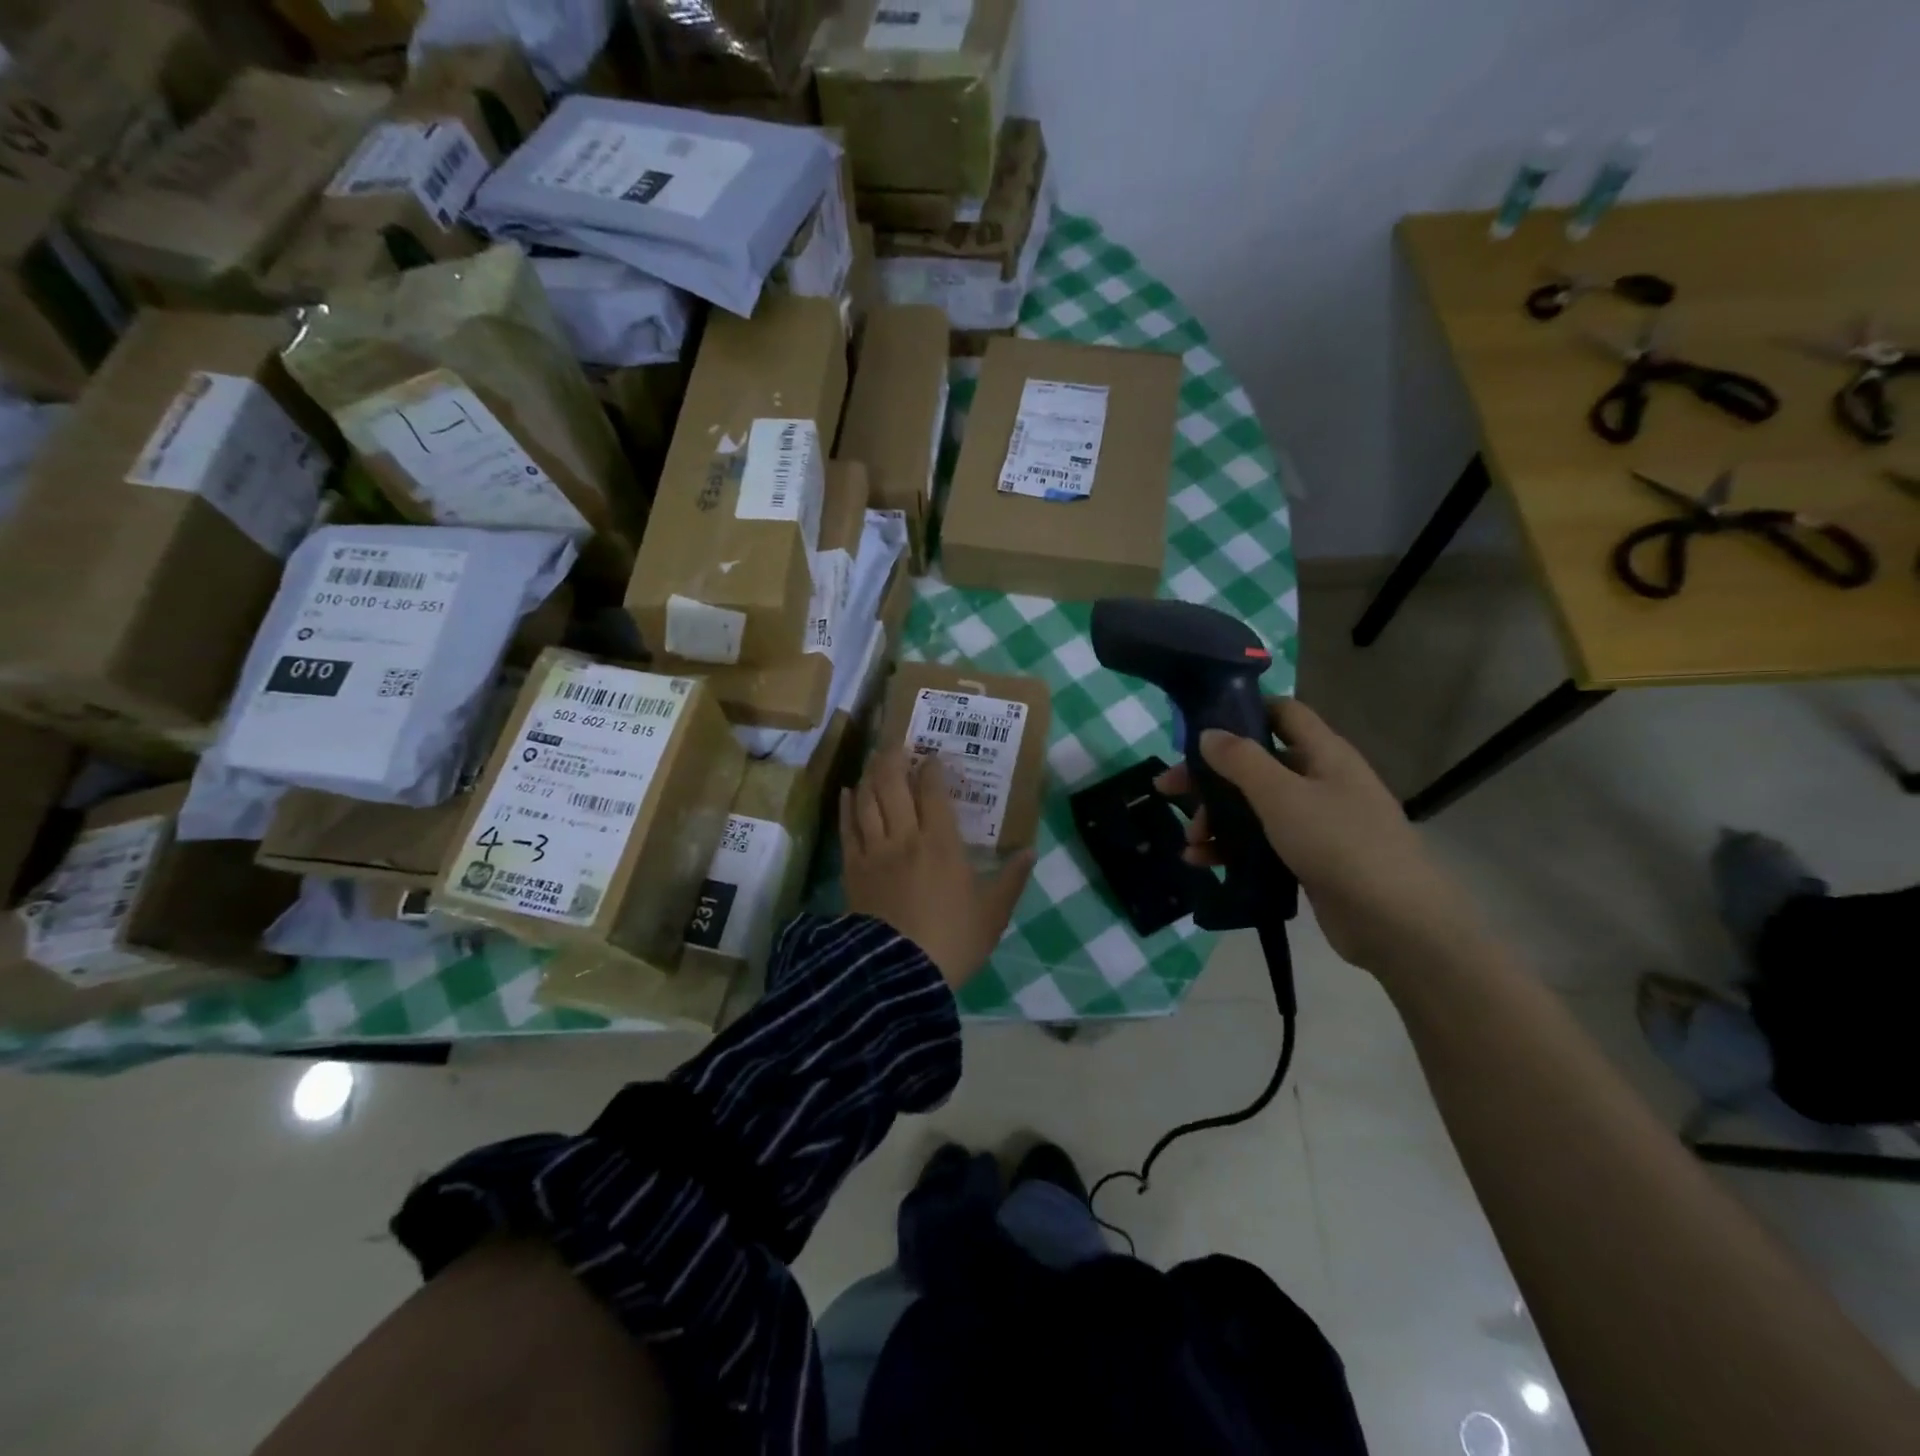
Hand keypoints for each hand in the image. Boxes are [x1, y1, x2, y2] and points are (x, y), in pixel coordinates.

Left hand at [841, 748, 1035, 989]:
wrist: (898, 974)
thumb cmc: (952, 941)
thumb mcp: (993, 913)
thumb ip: (1011, 879)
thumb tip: (1031, 851)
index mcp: (942, 843)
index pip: (933, 791)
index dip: (932, 768)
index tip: (933, 756)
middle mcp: (905, 837)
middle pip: (893, 785)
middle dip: (894, 758)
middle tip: (897, 743)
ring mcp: (874, 852)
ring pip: (867, 800)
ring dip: (870, 775)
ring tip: (874, 760)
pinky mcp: (852, 870)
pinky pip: (847, 829)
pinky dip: (847, 807)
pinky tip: (847, 793)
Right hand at [1155, 698, 1476, 975]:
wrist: (1396, 923)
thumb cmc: (1340, 844)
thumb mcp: (1283, 796)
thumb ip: (1242, 761)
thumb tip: (1208, 733)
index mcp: (1324, 754)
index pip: (1283, 713)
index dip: (1243, 711)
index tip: (1200, 727)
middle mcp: (1321, 781)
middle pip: (1257, 764)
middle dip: (1212, 777)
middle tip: (1168, 790)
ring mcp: (1316, 823)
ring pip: (1254, 807)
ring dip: (1217, 819)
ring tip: (1190, 842)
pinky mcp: (1309, 859)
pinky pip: (1261, 843)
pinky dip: (1231, 848)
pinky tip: (1204, 862)